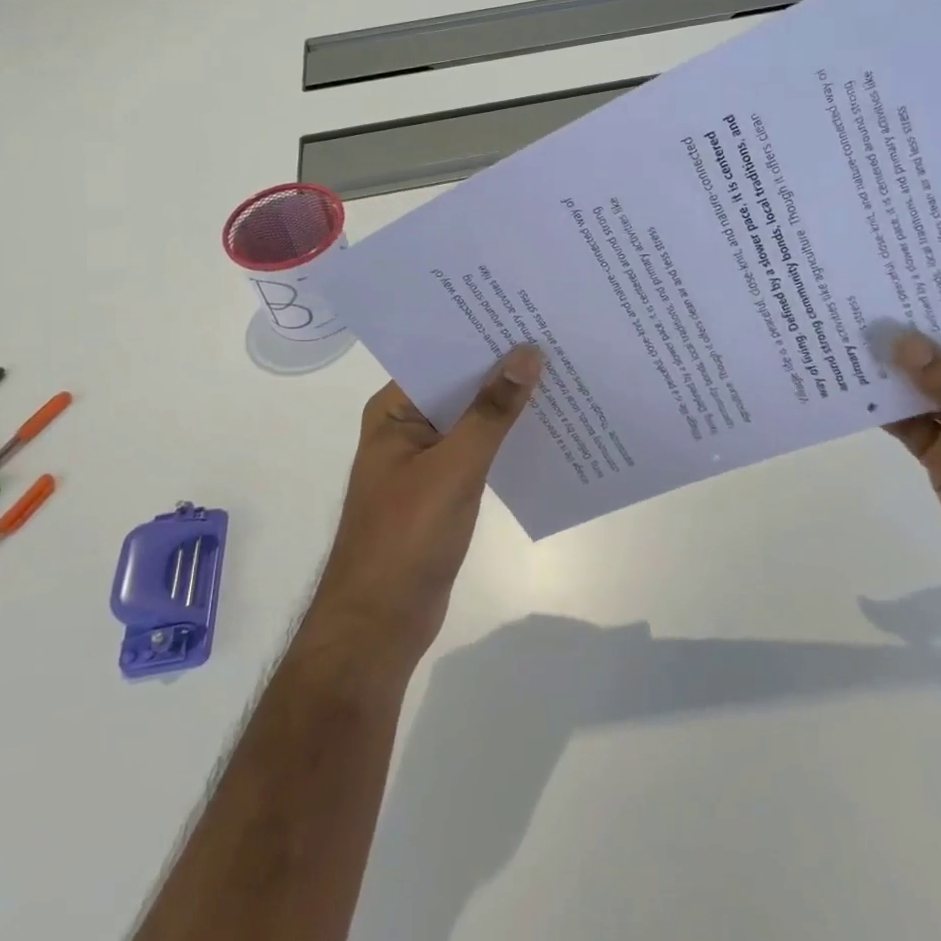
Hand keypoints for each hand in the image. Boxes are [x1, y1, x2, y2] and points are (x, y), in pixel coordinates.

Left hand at [305, 346, 543, 673]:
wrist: (381, 625)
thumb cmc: (407, 537)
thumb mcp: (455, 467)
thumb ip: (491, 411)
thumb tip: (527, 353)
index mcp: (394, 410)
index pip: (441, 357)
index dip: (482, 337)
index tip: (527, 315)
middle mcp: (406, 426)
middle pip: (459, 386)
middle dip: (502, 369)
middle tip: (554, 339)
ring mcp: (424, 459)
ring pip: (472, 419)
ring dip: (507, 405)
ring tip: (560, 374)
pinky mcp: (441, 488)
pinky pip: (477, 451)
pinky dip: (504, 439)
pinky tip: (545, 429)